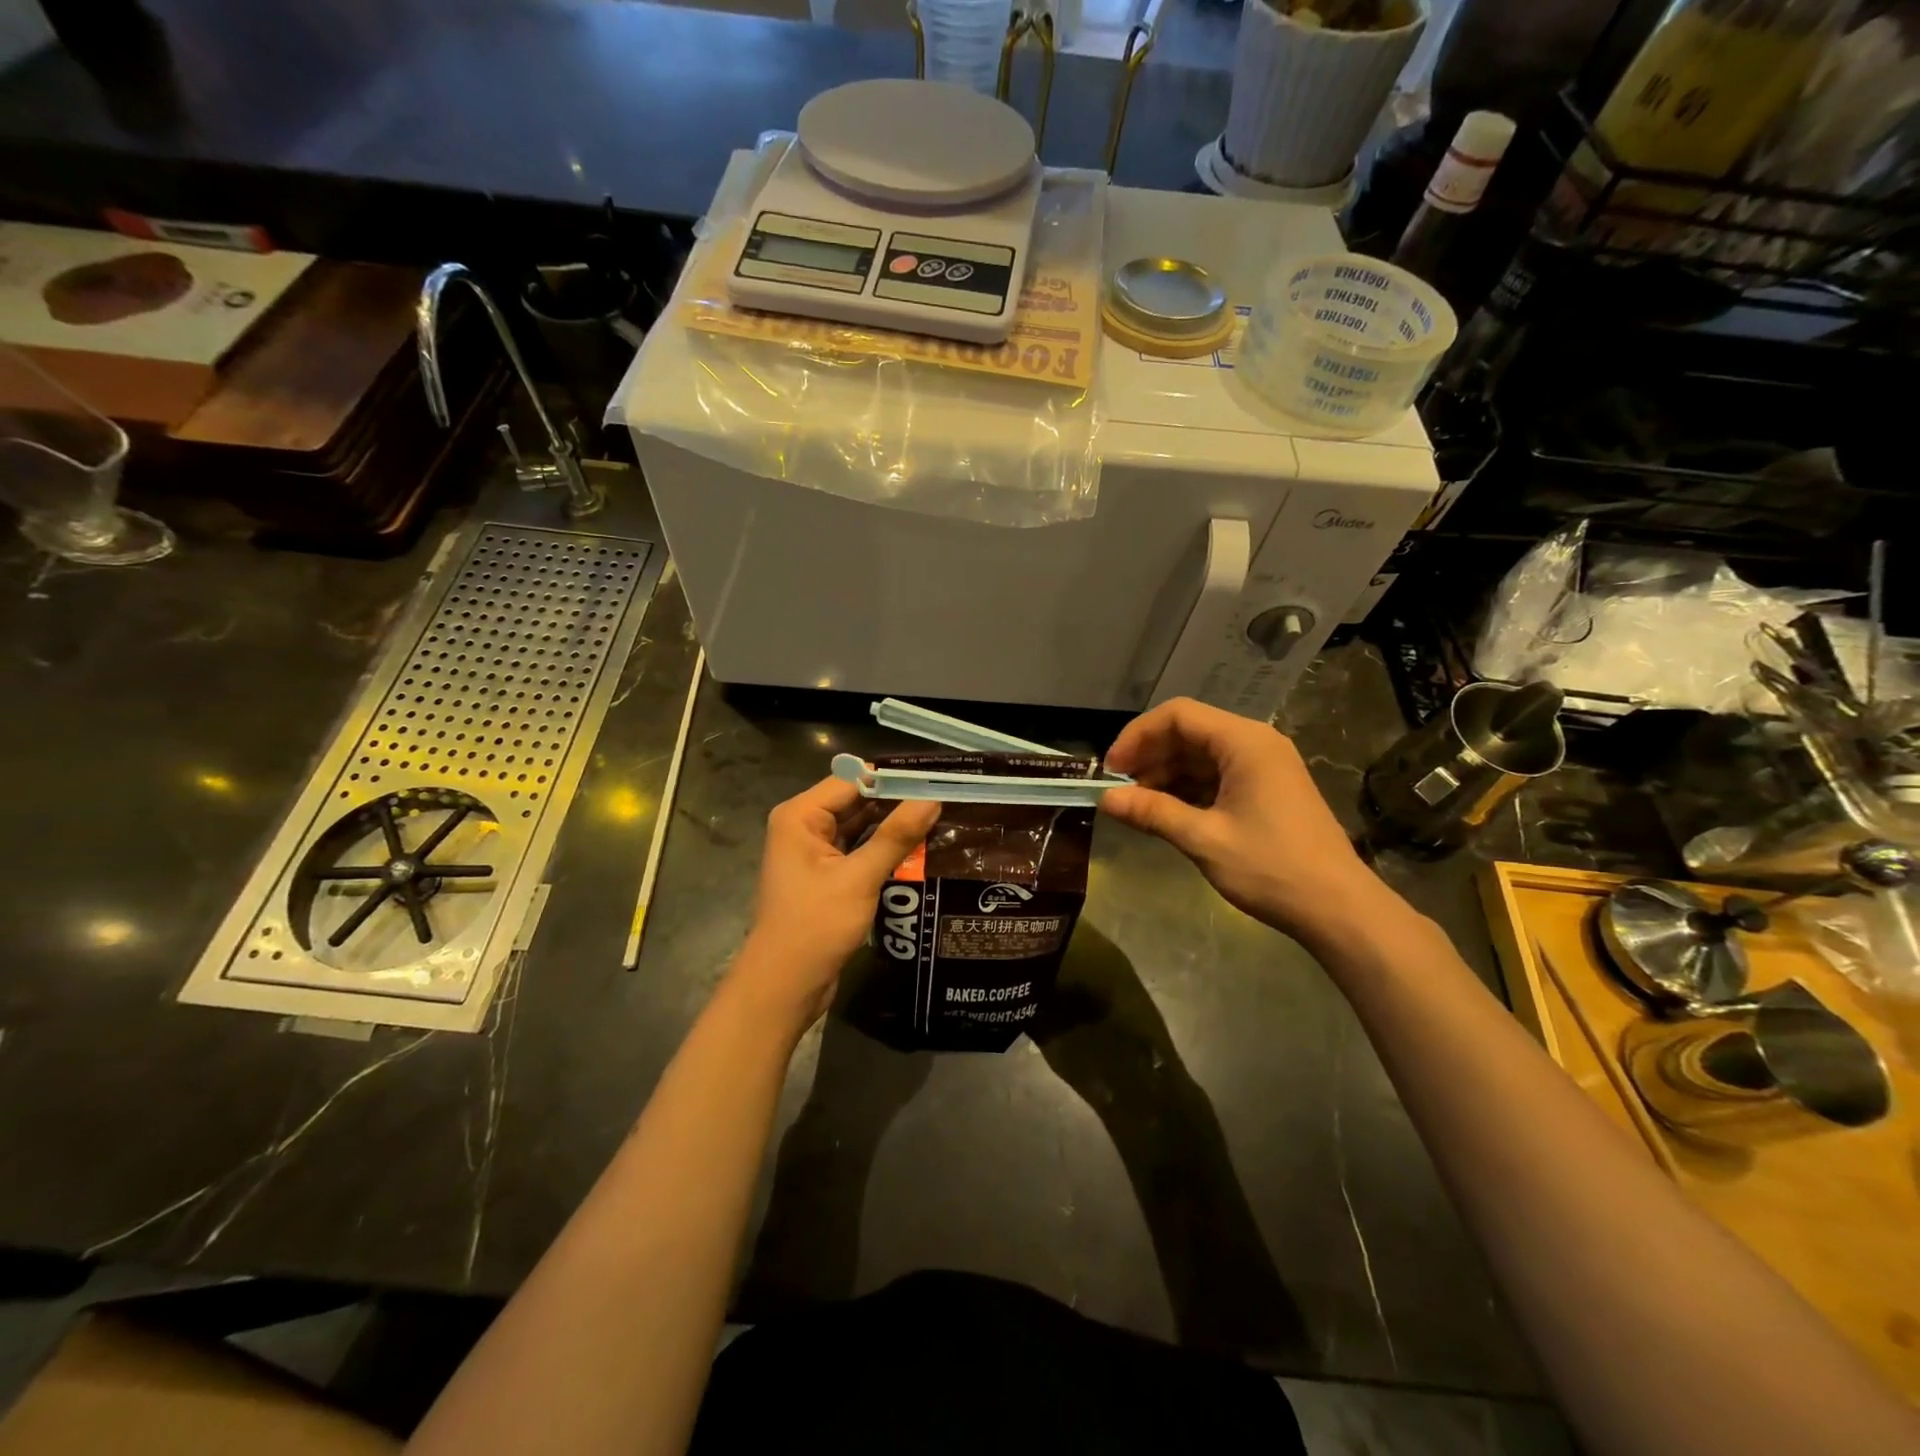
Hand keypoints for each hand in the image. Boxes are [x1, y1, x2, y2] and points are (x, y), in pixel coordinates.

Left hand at [733, 778, 940, 1031]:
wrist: (784, 986)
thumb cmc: (815, 926)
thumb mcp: (859, 878)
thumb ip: (896, 836)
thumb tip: (931, 800)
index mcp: (801, 816)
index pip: (853, 780)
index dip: (893, 779)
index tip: (936, 780)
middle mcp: (804, 827)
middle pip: (857, 802)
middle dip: (897, 803)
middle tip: (945, 801)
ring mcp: (814, 853)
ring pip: (860, 828)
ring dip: (893, 829)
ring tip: (941, 822)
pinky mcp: (826, 877)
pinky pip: (858, 852)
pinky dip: (883, 851)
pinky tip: (920, 852)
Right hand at [1100, 698, 1393, 950]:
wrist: (1338, 908)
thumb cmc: (1271, 867)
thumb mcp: (1204, 839)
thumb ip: (1152, 812)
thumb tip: (1105, 799)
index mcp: (1244, 742)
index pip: (1178, 716)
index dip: (1137, 736)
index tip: (1111, 770)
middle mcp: (1255, 744)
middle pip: (1189, 732)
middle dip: (1149, 757)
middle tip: (1120, 791)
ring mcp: (1264, 767)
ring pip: (1201, 756)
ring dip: (1166, 775)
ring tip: (1138, 806)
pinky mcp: (1267, 790)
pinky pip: (1217, 776)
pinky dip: (1188, 789)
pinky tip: (1167, 813)